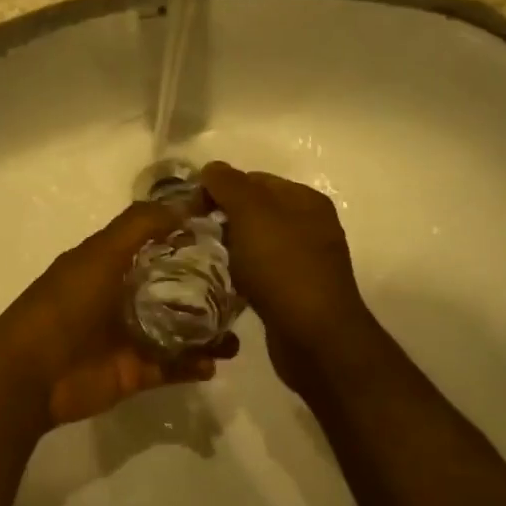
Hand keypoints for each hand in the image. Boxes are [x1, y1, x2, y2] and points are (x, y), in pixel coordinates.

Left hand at [0, 203, 239, 430]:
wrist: (31, 373)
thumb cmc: (65, 305)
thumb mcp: (100, 253)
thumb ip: (140, 225)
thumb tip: (185, 201)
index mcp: (113, 263)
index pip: (160, 243)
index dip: (192, 237)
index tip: (232, 235)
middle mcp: (124, 295)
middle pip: (176, 288)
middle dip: (210, 289)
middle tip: (247, 290)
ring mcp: (131, 335)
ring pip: (180, 328)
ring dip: (209, 330)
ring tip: (237, 336)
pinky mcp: (136, 372)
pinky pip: (174, 365)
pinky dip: (196, 364)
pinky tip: (215, 362)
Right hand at [200, 162, 382, 395]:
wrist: (315, 338)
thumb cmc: (283, 268)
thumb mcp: (252, 215)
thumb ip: (229, 185)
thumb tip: (211, 168)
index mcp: (304, 200)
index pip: (254, 179)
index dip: (220, 187)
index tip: (190, 207)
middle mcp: (310, 225)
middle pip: (256, 211)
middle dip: (223, 218)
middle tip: (193, 233)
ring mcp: (305, 260)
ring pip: (256, 243)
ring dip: (230, 248)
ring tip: (204, 258)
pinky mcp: (296, 292)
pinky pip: (261, 272)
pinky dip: (242, 274)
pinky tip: (225, 283)